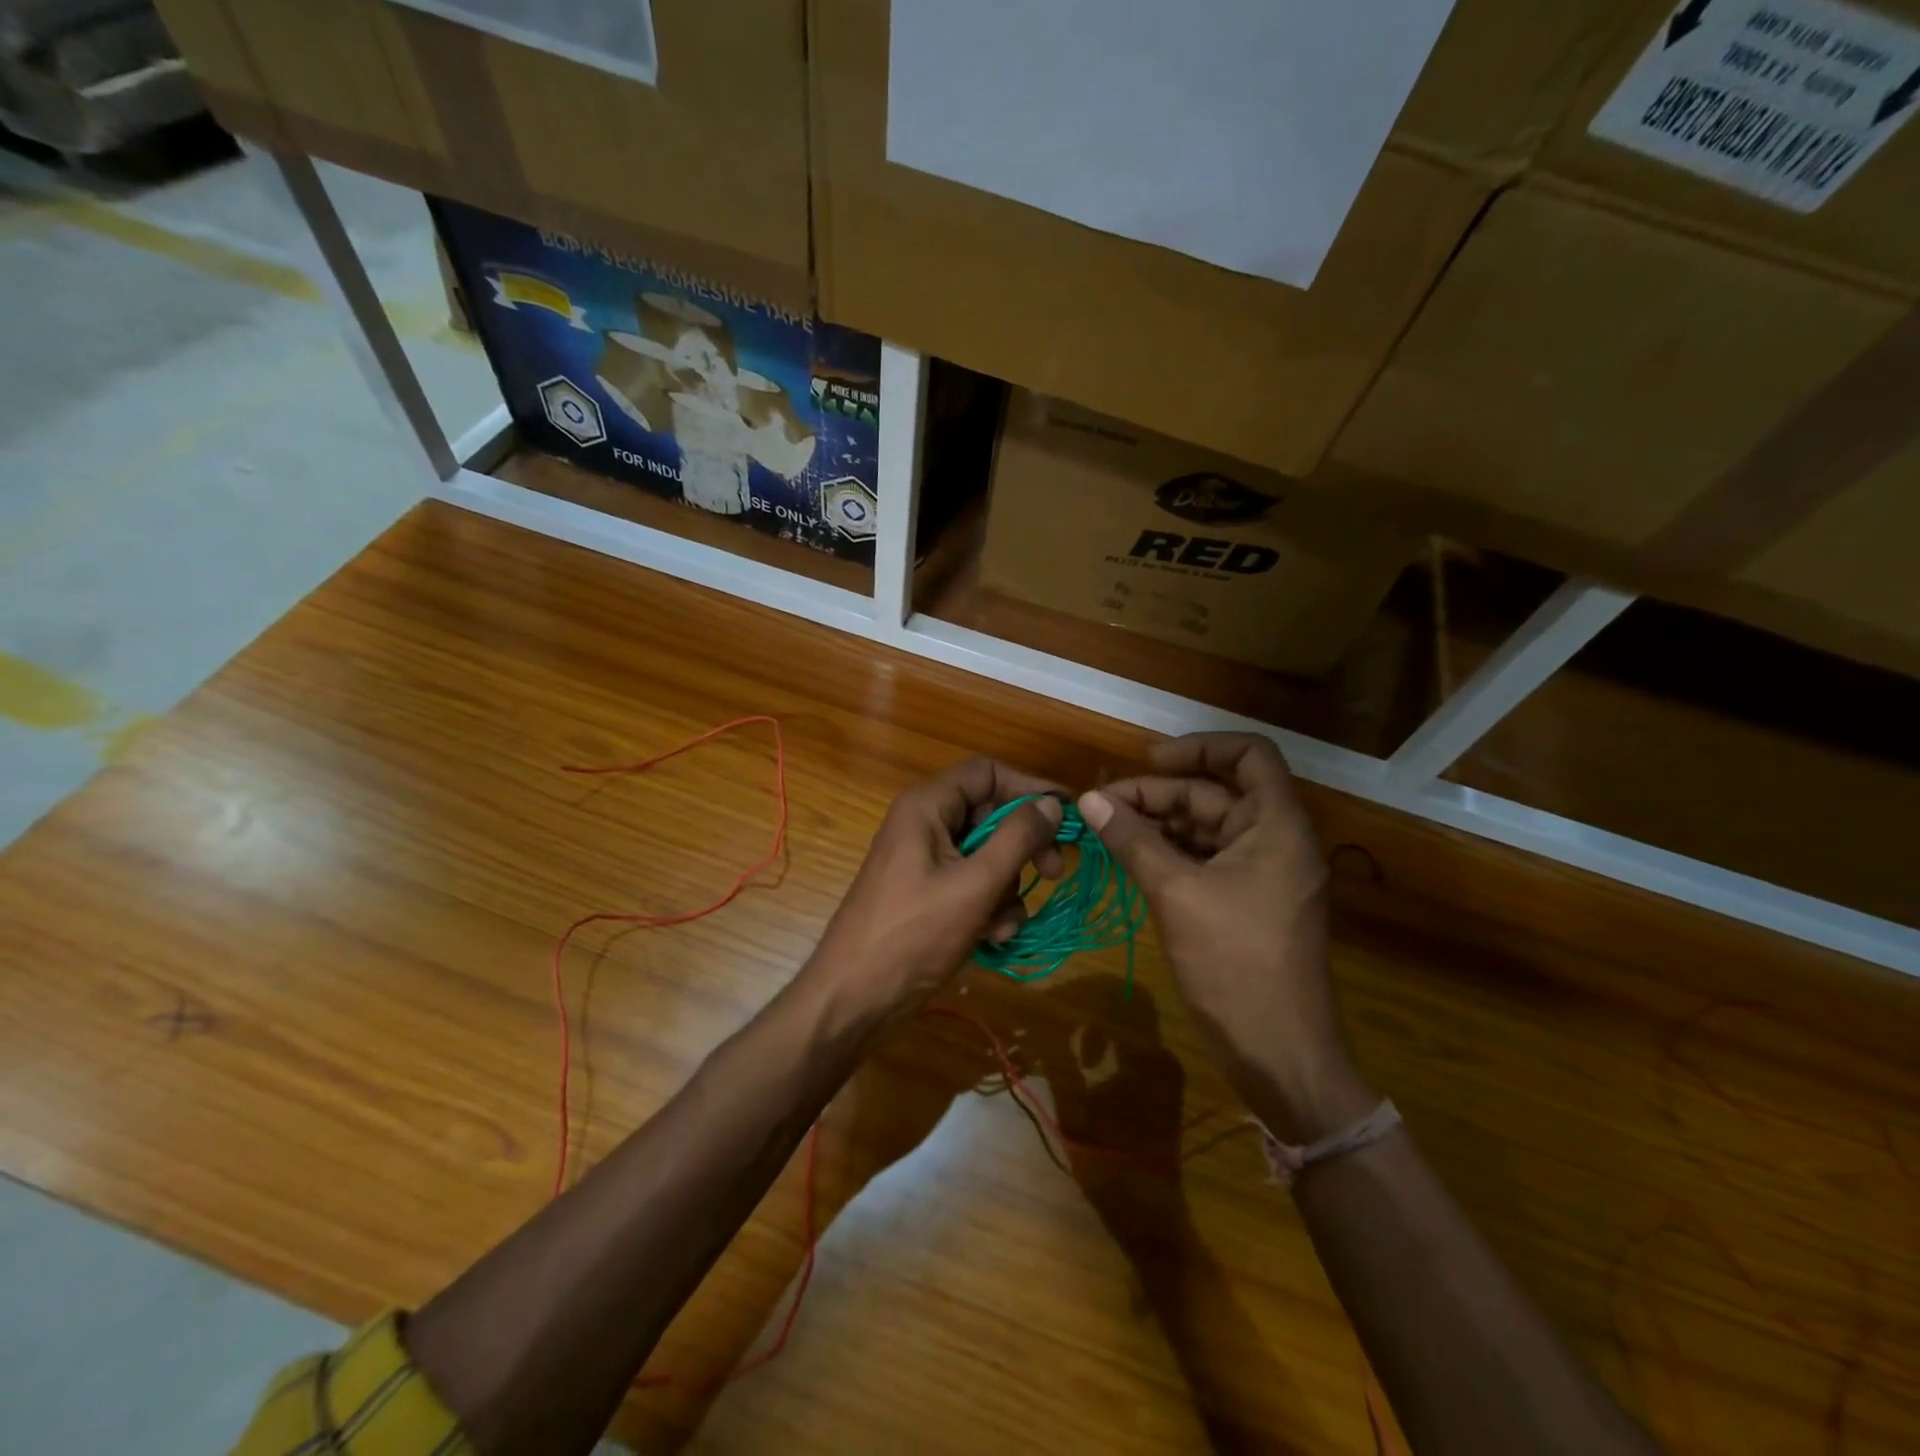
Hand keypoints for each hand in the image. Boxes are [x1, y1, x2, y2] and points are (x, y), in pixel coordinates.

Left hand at [808, 758, 1065, 1022]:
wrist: (855, 997)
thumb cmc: (913, 934)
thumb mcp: (975, 884)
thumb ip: (1018, 838)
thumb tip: (1052, 804)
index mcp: (927, 806)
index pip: (987, 773)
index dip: (1029, 787)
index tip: (1067, 815)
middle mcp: (925, 823)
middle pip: (990, 814)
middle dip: (1024, 846)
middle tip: (1054, 873)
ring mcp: (925, 860)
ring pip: (986, 854)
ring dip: (1007, 887)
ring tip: (1003, 922)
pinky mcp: (928, 892)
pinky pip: (972, 883)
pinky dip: (989, 906)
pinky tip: (991, 936)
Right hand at [1078, 733, 1374, 1141]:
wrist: (1280, 1053)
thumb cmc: (1235, 965)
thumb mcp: (1177, 894)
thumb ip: (1134, 841)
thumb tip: (1090, 800)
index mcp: (1277, 825)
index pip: (1249, 754)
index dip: (1199, 747)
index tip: (1148, 760)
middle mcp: (1273, 839)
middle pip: (1214, 793)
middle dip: (1158, 795)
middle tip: (1101, 807)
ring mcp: (1260, 873)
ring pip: (1204, 828)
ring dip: (1157, 825)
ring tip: (1106, 831)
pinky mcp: (1244, 901)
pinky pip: (1203, 860)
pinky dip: (1167, 855)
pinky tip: (1129, 860)